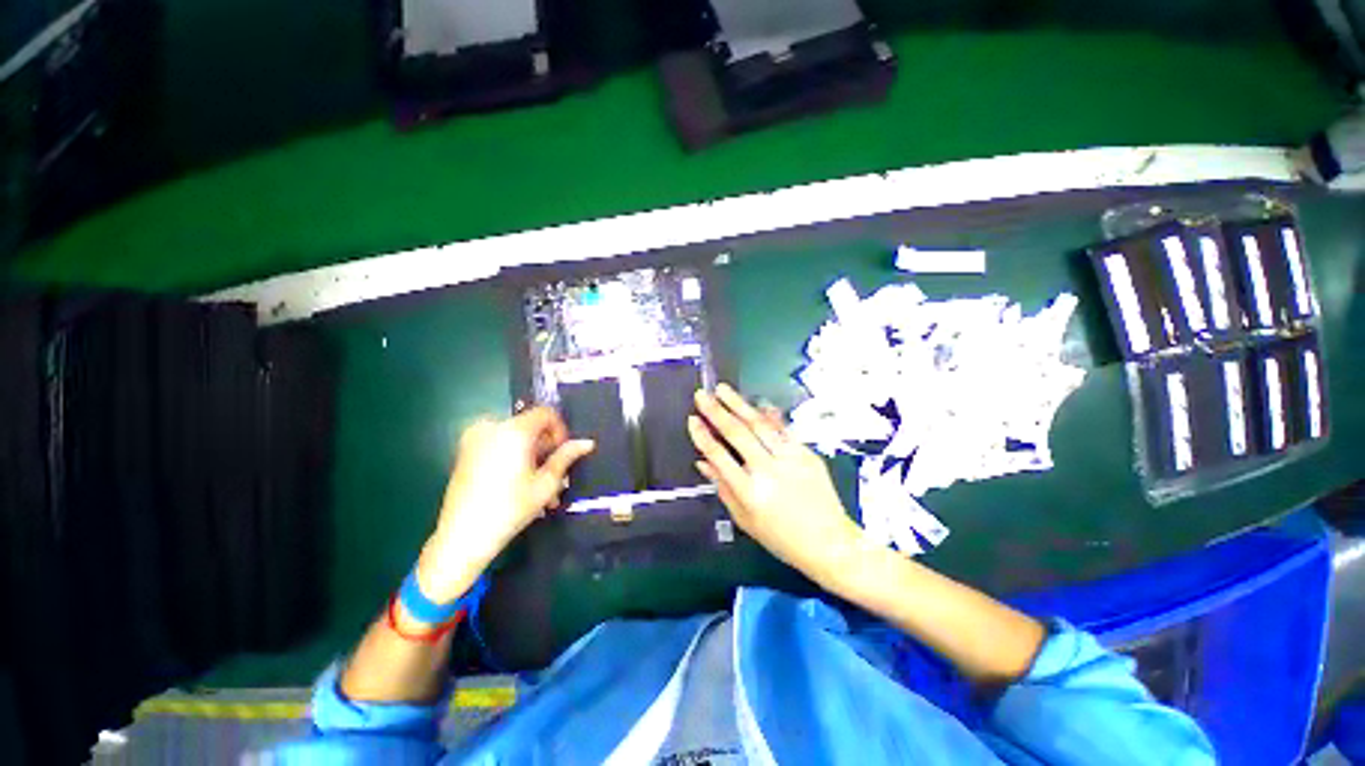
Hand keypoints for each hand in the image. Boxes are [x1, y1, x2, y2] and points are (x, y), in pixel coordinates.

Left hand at [417, 407, 593, 602]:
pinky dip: (513, 458)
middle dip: (546, 448)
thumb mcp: (546, 483)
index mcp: (514, 430)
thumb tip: (587, 443)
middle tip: (554, 476)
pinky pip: (499, 445)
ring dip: (531, 456)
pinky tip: (519, 484)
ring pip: (516, 438)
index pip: (546, 413)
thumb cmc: (510, 508)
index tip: (563, 454)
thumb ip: (566, 457)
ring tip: (538, 487)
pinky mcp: (465, 452)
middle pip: (531, 426)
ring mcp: (474, 438)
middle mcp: (492, 426)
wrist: (463, 536)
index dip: (560, 430)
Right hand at [689, 383, 860, 587]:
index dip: (702, 436)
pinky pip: (783, 429)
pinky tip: (756, 403)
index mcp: (750, 492)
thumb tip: (702, 461)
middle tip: (702, 394)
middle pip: (738, 434)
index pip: (719, 456)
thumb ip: (722, 487)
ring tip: (723, 389)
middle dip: (716, 411)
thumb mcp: (744, 519)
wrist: (829, 542)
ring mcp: (790, 459)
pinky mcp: (807, 453)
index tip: (692, 419)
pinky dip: (768, 415)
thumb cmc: (781, 537)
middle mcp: (769, 471)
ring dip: (739, 404)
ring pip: (760, 425)